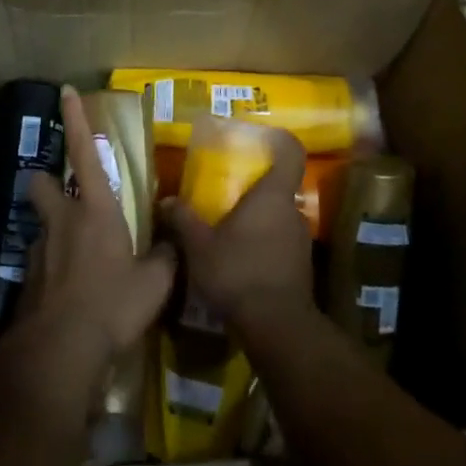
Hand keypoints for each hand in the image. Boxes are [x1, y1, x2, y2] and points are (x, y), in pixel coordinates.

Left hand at [0, 87, 177, 415]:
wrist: (59, 353)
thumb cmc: (112, 304)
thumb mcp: (155, 282)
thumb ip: (165, 256)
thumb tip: (174, 240)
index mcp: (95, 210)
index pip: (83, 152)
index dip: (75, 119)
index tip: (65, 91)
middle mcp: (62, 221)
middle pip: (41, 183)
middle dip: (46, 180)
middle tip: (63, 193)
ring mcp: (39, 251)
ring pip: (41, 225)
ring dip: (54, 231)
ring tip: (77, 257)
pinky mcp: (26, 283)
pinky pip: (40, 264)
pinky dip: (52, 271)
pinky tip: (68, 295)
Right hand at [160, 126, 314, 334]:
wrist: (277, 327)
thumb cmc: (238, 272)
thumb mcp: (199, 246)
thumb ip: (182, 219)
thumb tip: (165, 201)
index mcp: (272, 196)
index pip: (290, 152)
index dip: (279, 140)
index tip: (260, 138)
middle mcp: (292, 211)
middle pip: (279, 187)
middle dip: (254, 189)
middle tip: (226, 193)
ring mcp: (300, 240)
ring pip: (278, 217)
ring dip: (257, 221)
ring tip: (228, 231)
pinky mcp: (300, 267)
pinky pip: (280, 243)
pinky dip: (262, 246)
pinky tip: (239, 262)